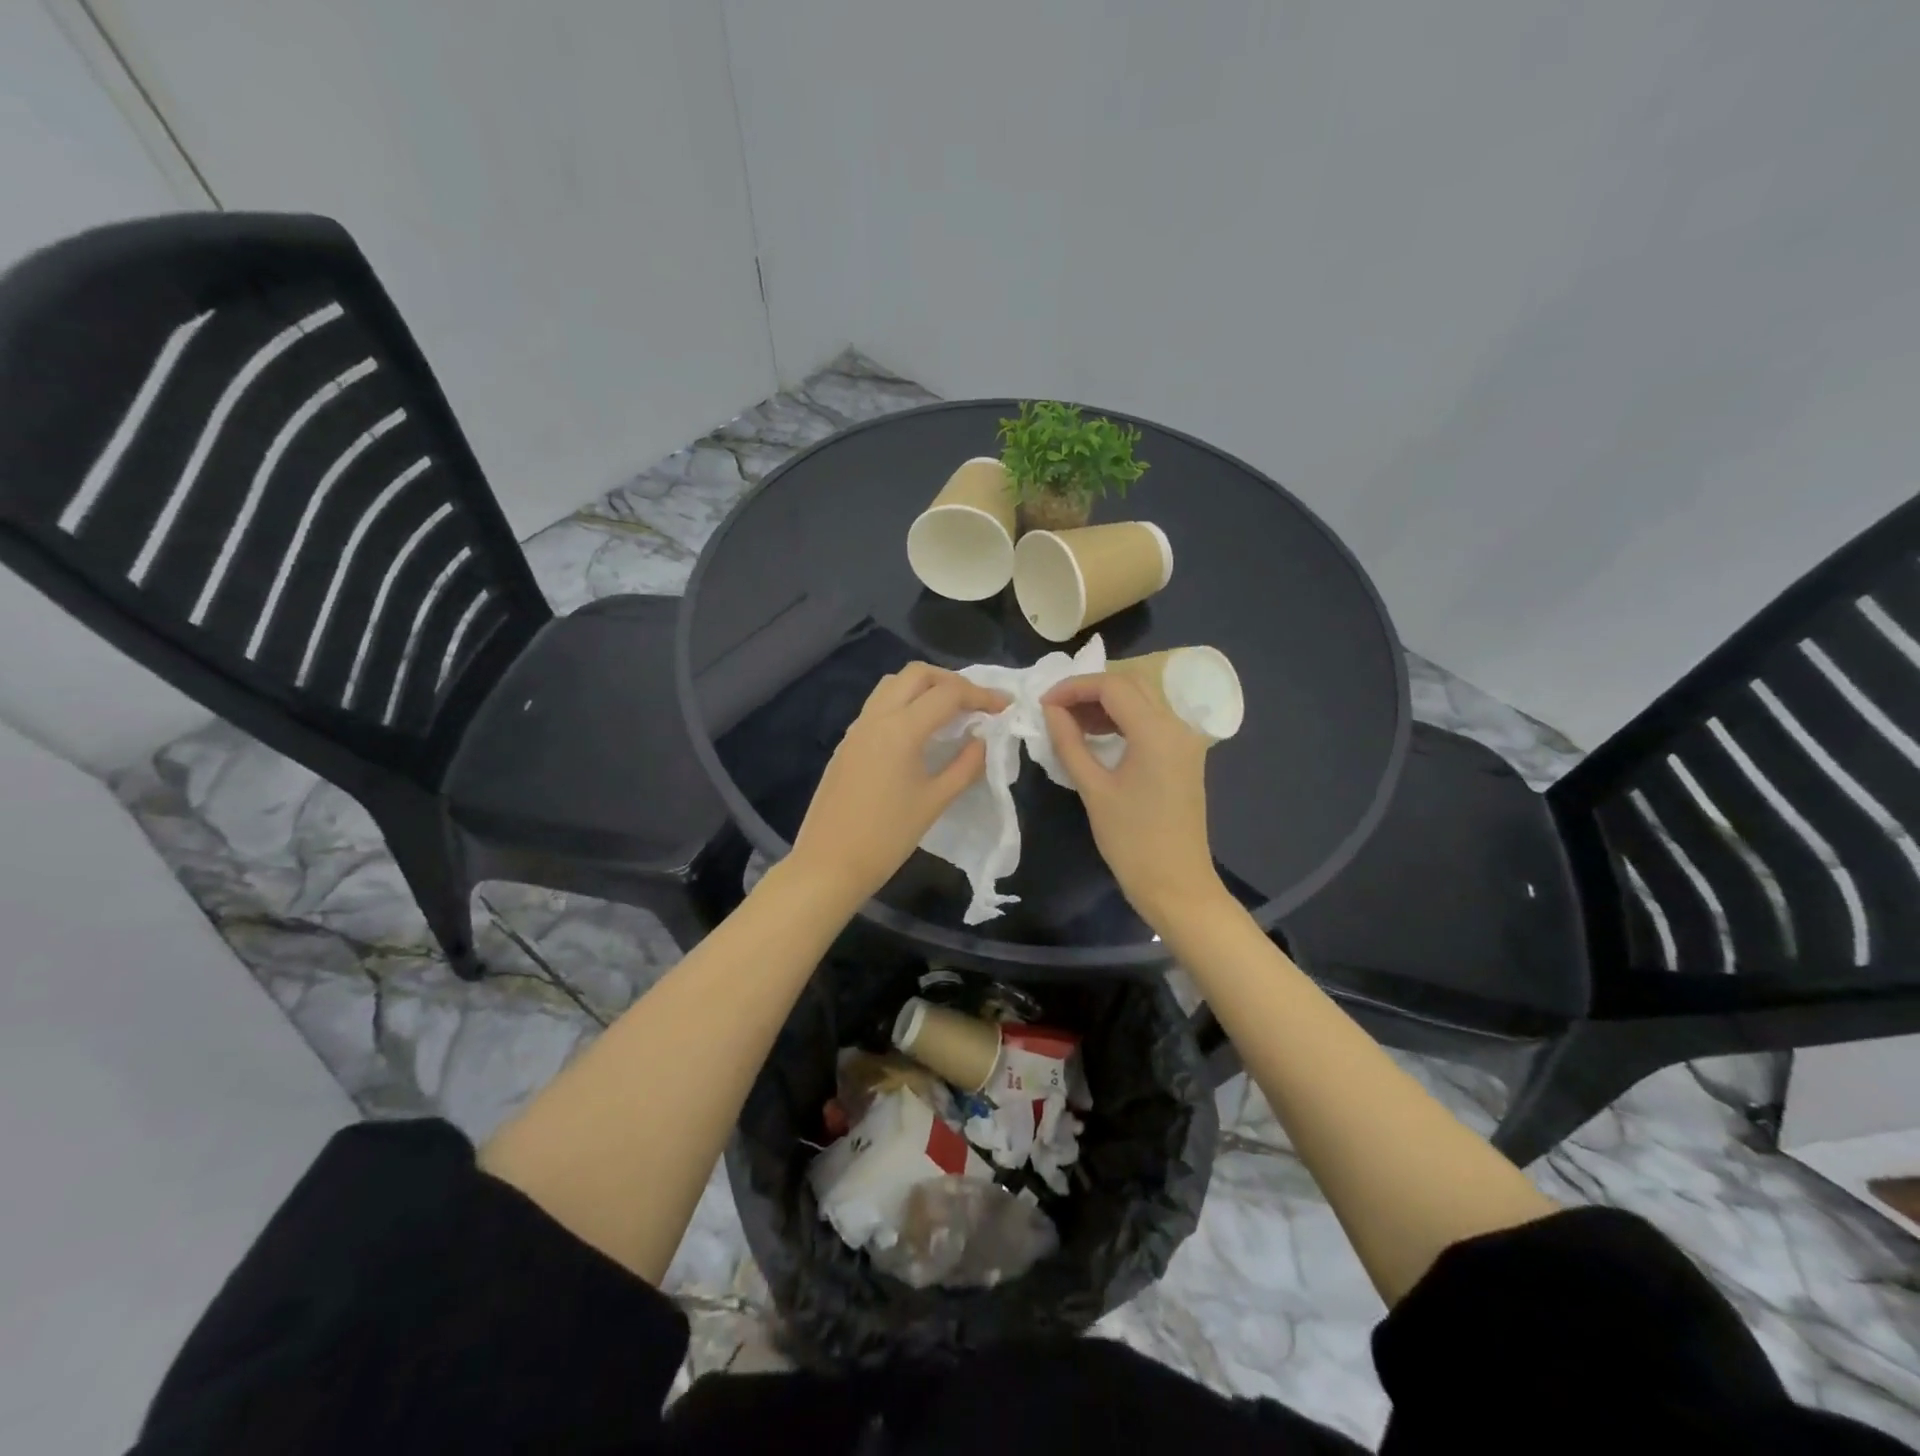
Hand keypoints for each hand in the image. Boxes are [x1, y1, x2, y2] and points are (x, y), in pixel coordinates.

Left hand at [787, 663, 1009, 906]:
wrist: (828, 864)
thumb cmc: (887, 838)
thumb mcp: (935, 802)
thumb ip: (966, 766)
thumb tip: (984, 740)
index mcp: (901, 729)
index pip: (948, 694)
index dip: (982, 695)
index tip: (1005, 706)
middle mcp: (876, 717)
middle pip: (917, 674)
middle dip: (952, 680)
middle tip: (976, 703)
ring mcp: (857, 728)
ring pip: (893, 684)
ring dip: (925, 687)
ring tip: (949, 712)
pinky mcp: (847, 742)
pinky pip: (878, 705)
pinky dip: (904, 703)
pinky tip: (919, 732)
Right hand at [1041, 673, 1224, 925]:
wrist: (1176, 883)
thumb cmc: (1131, 840)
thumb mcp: (1093, 789)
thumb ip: (1069, 743)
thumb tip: (1050, 711)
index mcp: (1156, 731)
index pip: (1111, 686)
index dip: (1073, 687)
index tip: (1043, 704)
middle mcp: (1177, 725)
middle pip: (1130, 685)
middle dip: (1089, 690)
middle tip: (1055, 710)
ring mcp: (1185, 740)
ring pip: (1143, 700)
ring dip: (1106, 704)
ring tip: (1070, 722)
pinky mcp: (1184, 755)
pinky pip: (1152, 721)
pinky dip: (1123, 720)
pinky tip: (1097, 736)